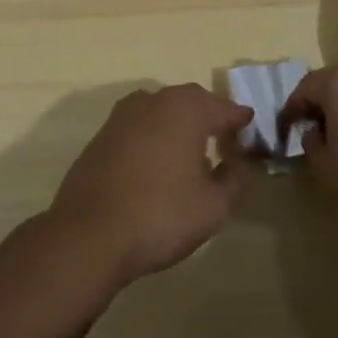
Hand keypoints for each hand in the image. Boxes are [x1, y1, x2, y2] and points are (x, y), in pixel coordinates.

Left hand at [45, 84, 255, 287]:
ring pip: (161, 109)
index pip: (223, 107)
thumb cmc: (160, 216)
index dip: (239, 119)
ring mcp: (122, 117)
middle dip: (210, 114)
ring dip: (179, 122)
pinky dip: (154, 134)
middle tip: (225, 136)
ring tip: (192, 148)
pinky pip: (139, 125)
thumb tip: (238, 163)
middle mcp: (154, 101)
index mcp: (185, 110)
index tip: (250, 129)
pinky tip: (158, 161)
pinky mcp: (101, 136)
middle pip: (191, 100)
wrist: (87, 236)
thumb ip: (235, 179)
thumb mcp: (214, 206)